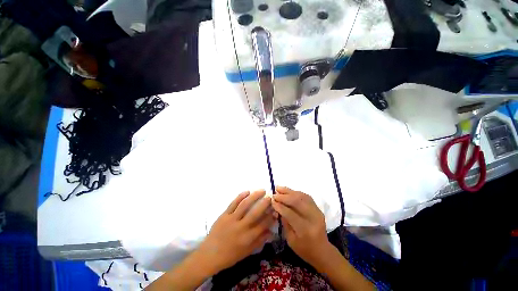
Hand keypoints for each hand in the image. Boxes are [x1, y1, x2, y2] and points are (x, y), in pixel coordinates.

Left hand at [197, 190, 276, 273]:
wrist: (210, 254)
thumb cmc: (230, 255)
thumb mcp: (247, 252)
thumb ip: (259, 241)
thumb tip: (271, 232)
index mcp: (248, 238)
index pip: (263, 224)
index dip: (271, 215)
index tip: (275, 209)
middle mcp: (241, 227)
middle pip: (255, 213)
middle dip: (265, 203)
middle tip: (270, 196)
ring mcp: (232, 219)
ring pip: (245, 205)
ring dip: (254, 196)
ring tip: (262, 190)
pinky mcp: (224, 215)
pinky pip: (233, 203)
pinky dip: (240, 196)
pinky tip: (247, 191)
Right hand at [272, 186, 331, 266]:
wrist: (322, 250)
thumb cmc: (304, 249)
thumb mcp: (290, 240)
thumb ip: (284, 222)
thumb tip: (277, 207)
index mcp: (305, 230)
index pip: (291, 214)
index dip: (280, 206)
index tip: (272, 201)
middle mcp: (313, 218)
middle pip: (297, 202)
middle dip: (284, 196)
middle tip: (275, 193)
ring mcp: (317, 212)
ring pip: (302, 196)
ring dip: (289, 191)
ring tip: (279, 188)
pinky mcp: (318, 208)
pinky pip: (306, 196)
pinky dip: (296, 192)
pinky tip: (289, 191)